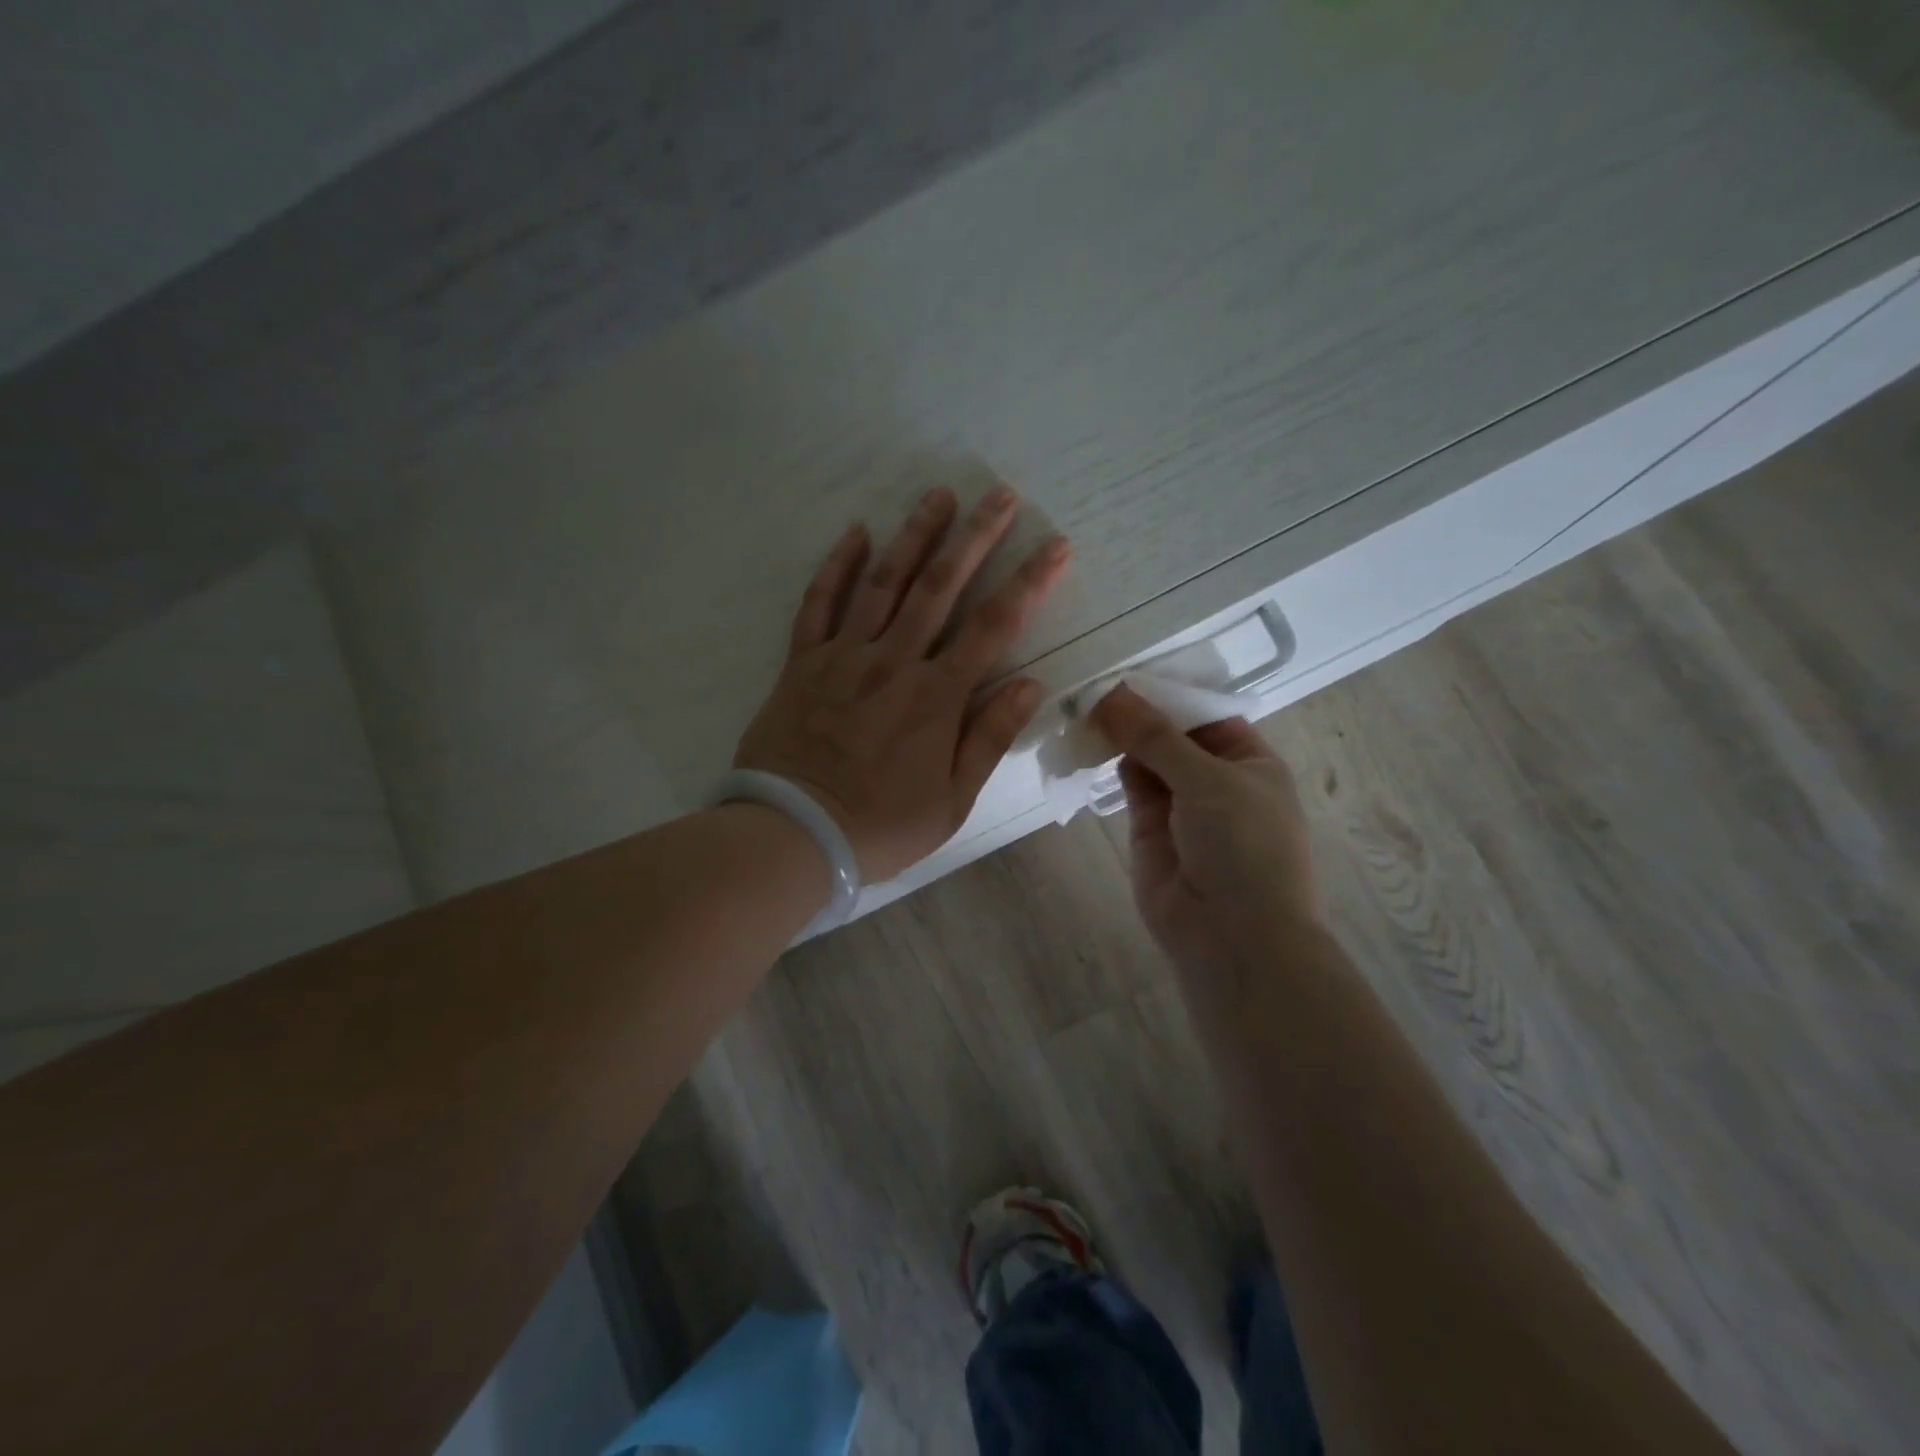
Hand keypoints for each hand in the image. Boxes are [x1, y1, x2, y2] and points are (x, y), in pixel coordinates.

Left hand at [735, 486, 1070, 881]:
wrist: (792, 834)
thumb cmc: (880, 826)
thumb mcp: (951, 801)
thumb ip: (989, 738)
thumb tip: (1031, 684)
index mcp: (936, 697)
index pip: (993, 627)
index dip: (1029, 583)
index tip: (1055, 545)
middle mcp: (893, 663)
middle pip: (940, 587)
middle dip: (975, 536)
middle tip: (1001, 494)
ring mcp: (843, 657)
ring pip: (883, 582)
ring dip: (913, 536)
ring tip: (938, 495)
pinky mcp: (802, 663)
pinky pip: (818, 603)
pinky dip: (836, 566)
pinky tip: (856, 532)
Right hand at [1090, 684, 1319, 982]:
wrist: (1232, 937)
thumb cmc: (1243, 846)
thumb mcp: (1208, 779)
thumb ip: (1156, 736)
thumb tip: (1111, 693)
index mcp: (1250, 761)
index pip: (1207, 713)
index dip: (1170, 692)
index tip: (1127, 669)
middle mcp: (1217, 778)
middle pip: (1173, 733)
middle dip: (1140, 712)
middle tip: (1095, 685)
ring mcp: (1182, 804)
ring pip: (1148, 757)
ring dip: (1122, 736)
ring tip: (1086, 708)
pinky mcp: (1150, 828)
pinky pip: (1131, 785)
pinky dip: (1114, 763)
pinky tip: (1092, 742)